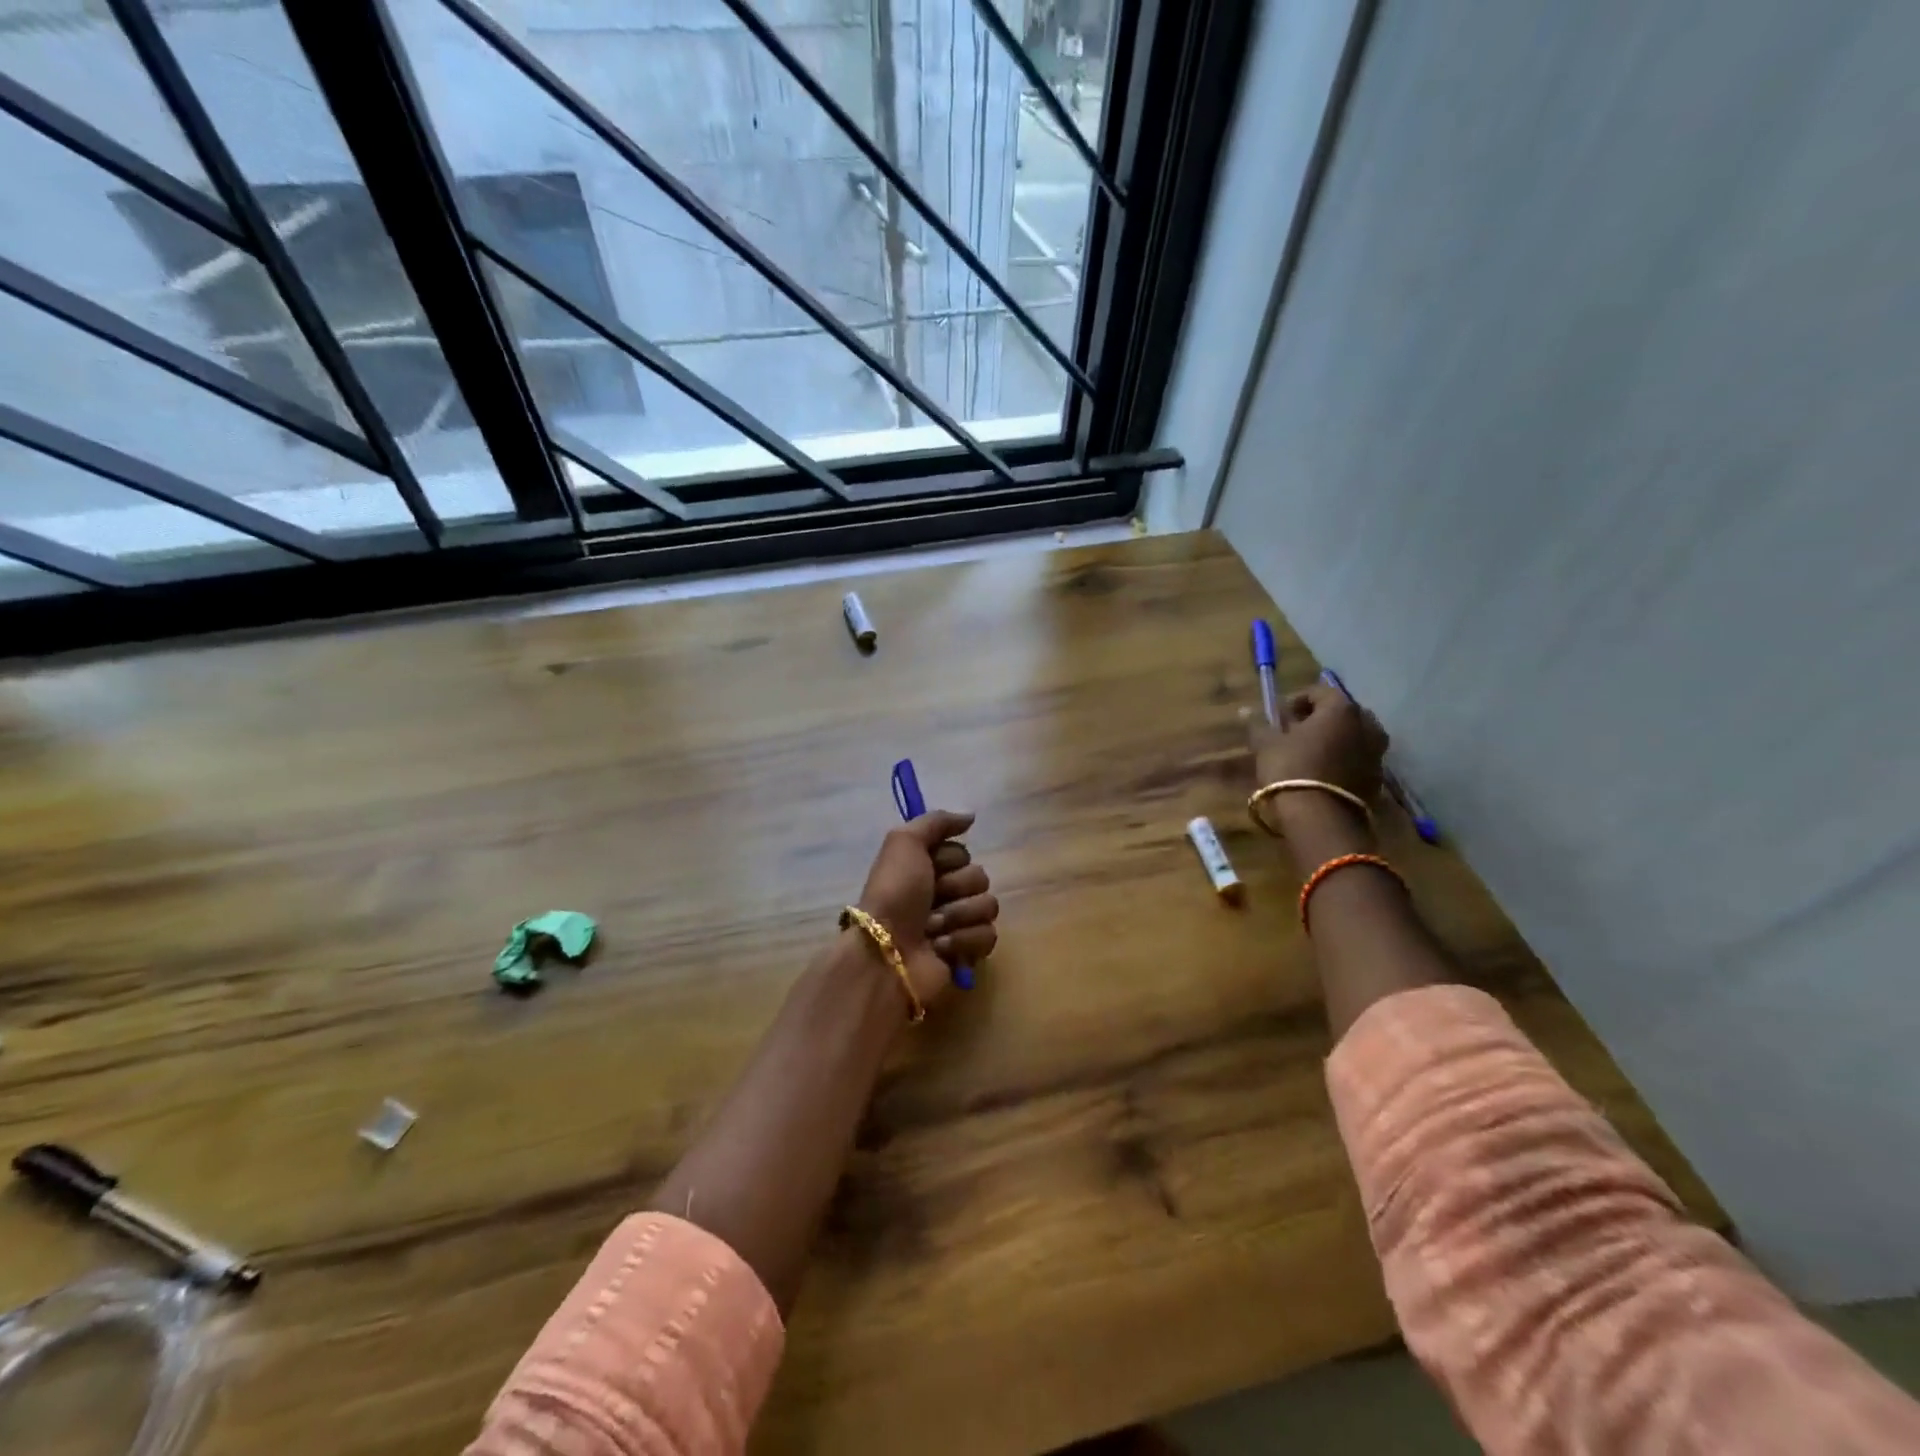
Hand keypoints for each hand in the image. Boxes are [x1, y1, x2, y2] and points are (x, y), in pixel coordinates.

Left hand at [855, 810, 998, 1012]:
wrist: (886, 952)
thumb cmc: (894, 894)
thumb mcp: (904, 843)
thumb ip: (936, 822)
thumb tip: (971, 817)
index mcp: (927, 868)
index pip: (963, 854)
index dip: (948, 861)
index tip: (929, 869)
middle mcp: (942, 894)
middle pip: (980, 878)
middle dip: (956, 889)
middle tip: (930, 902)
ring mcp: (956, 925)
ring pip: (988, 907)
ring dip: (958, 917)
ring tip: (931, 929)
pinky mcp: (966, 954)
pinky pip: (988, 936)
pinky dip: (963, 941)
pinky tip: (940, 948)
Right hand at [1246, 683, 1389, 802]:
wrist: (1321, 818)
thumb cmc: (1291, 769)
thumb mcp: (1266, 745)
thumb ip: (1259, 724)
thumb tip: (1246, 710)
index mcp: (1341, 709)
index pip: (1319, 692)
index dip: (1296, 701)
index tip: (1279, 717)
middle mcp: (1366, 725)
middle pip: (1341, 713)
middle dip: (1320, 719)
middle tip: (1296, 733)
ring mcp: (1377, 752)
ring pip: (1353, 736)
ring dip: (1334, 740)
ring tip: (1310, 754)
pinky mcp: (1377, 778)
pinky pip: (1358, 759)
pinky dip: (1343, 760)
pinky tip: (1323, 773)